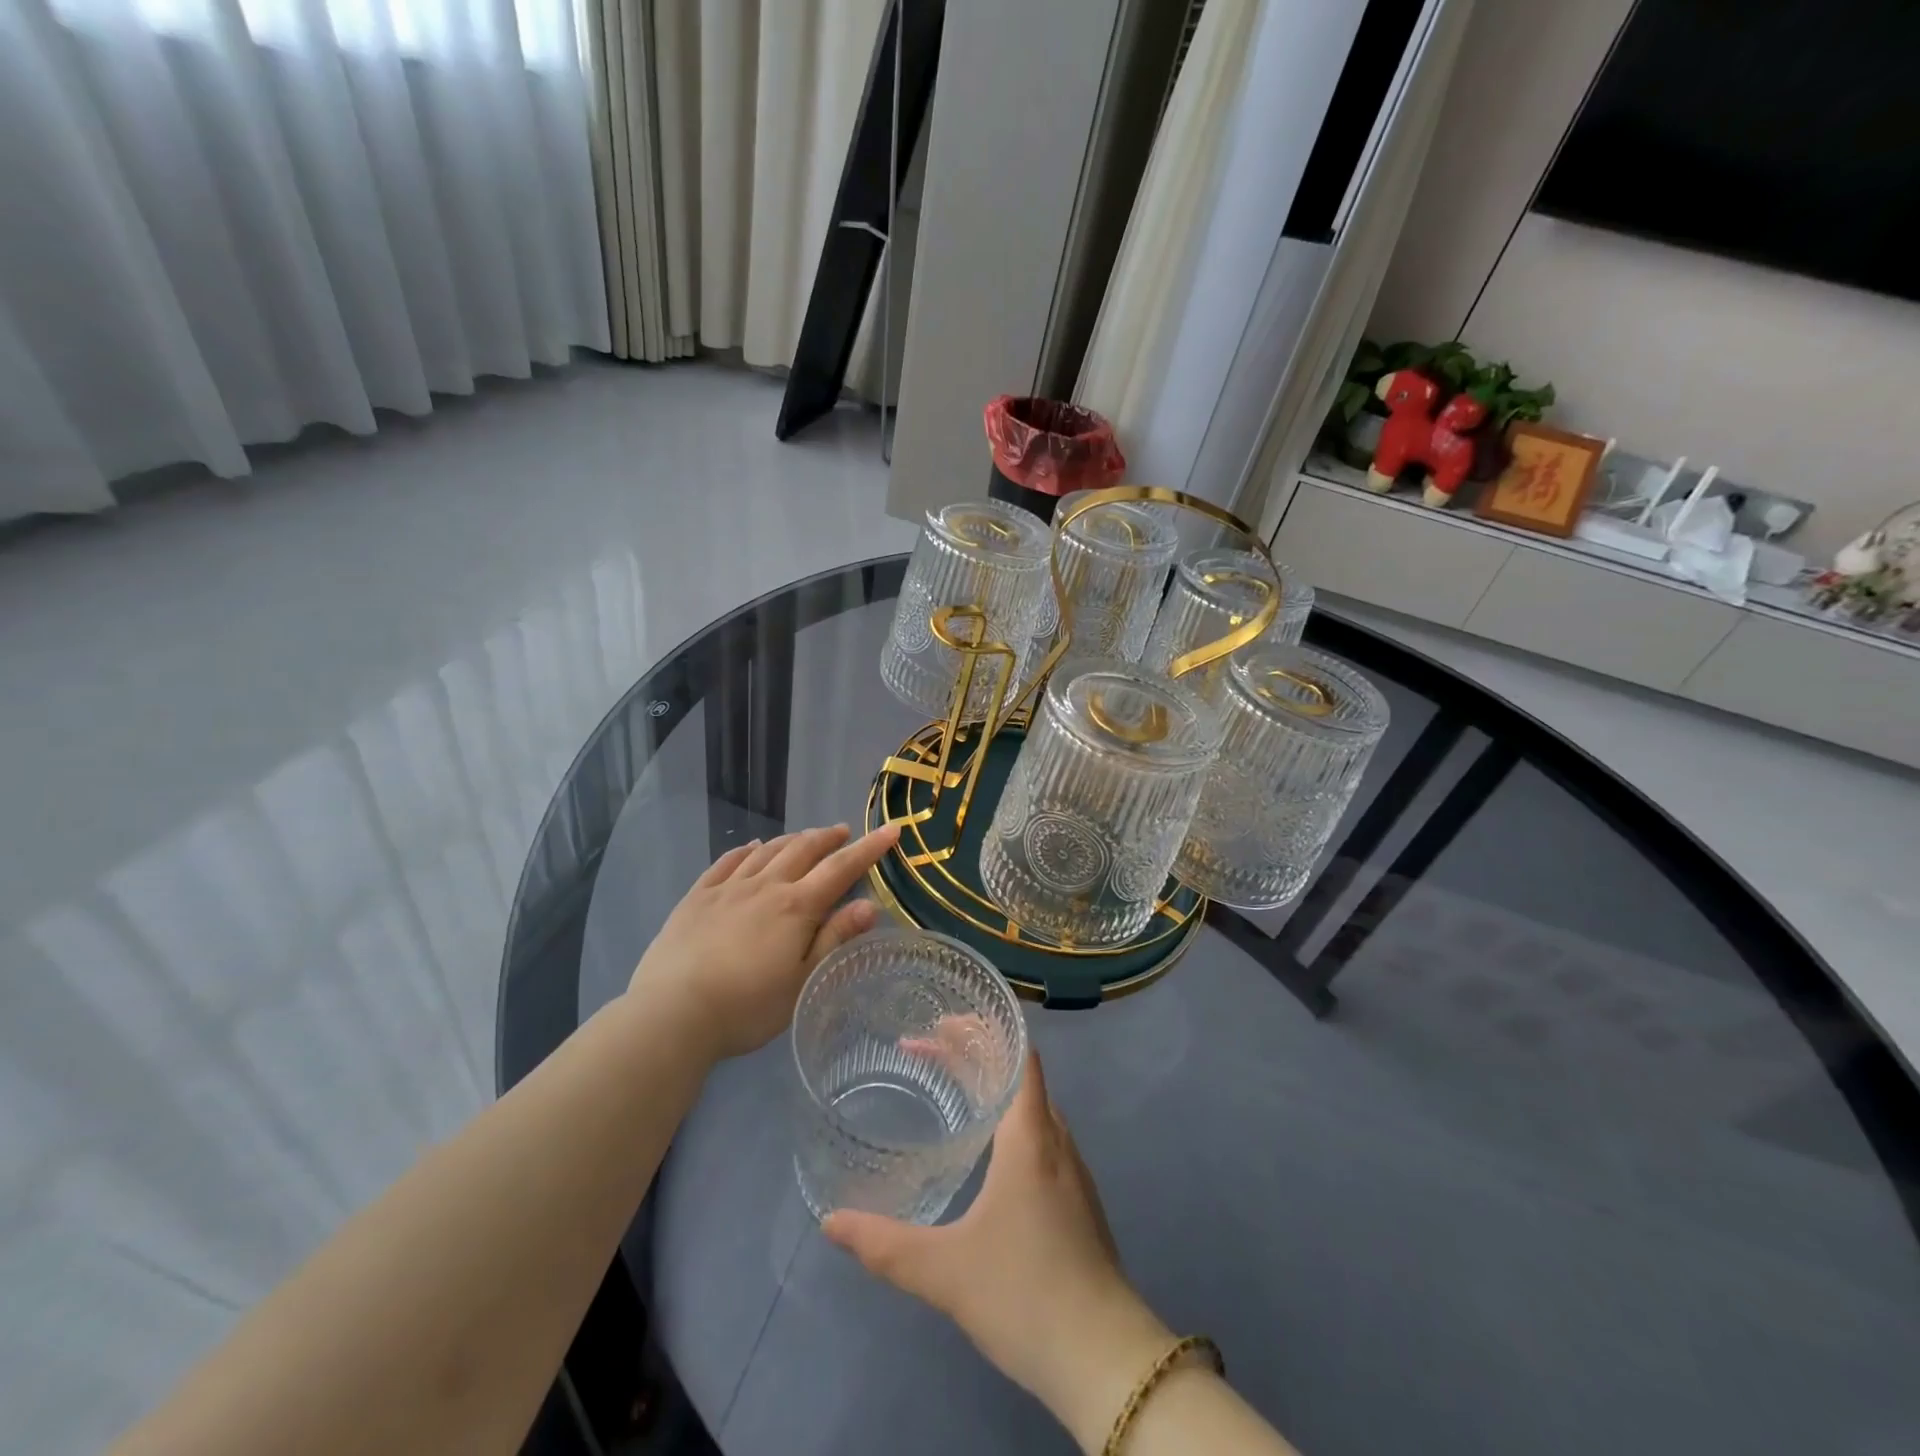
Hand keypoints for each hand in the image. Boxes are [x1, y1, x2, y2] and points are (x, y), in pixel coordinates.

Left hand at [628, 822, 898, 1060]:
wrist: (672, 1012)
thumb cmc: (747, 1006)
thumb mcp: (803, 980)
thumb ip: (835, 938)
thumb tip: (870, 904)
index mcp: (796, 907)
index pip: (841, 868)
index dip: (869, 848)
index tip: (891, 829)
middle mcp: (765, 886)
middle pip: (803, 850)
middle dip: (828, 838)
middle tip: (844, 832)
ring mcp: (728, 888)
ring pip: (767, 851)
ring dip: (791, 840)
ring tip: (805, 837)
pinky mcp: (697, 897)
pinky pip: (726, 862)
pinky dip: (745, 850)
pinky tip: (752, 848)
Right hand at [823, 1053, 1173, 1445]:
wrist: (1106, 1359)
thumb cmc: (1026, 1294)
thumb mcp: (946, 1271)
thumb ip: (885, 1245)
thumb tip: (830, 1220)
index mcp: (1030, 1135)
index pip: (1015, 1053)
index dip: (981, 1029)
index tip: (940, 1022)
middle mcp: (1055, 1139)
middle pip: (1017, 1073)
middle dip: (972, 1054)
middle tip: (924, 1048)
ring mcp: (1072, 1170)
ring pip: (1030, 1106)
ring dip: (992, 1087)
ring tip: (950, 1087)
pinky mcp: (1077, 1200)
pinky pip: (1040, 1135)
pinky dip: (1009, 1119)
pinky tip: (987, 1150)